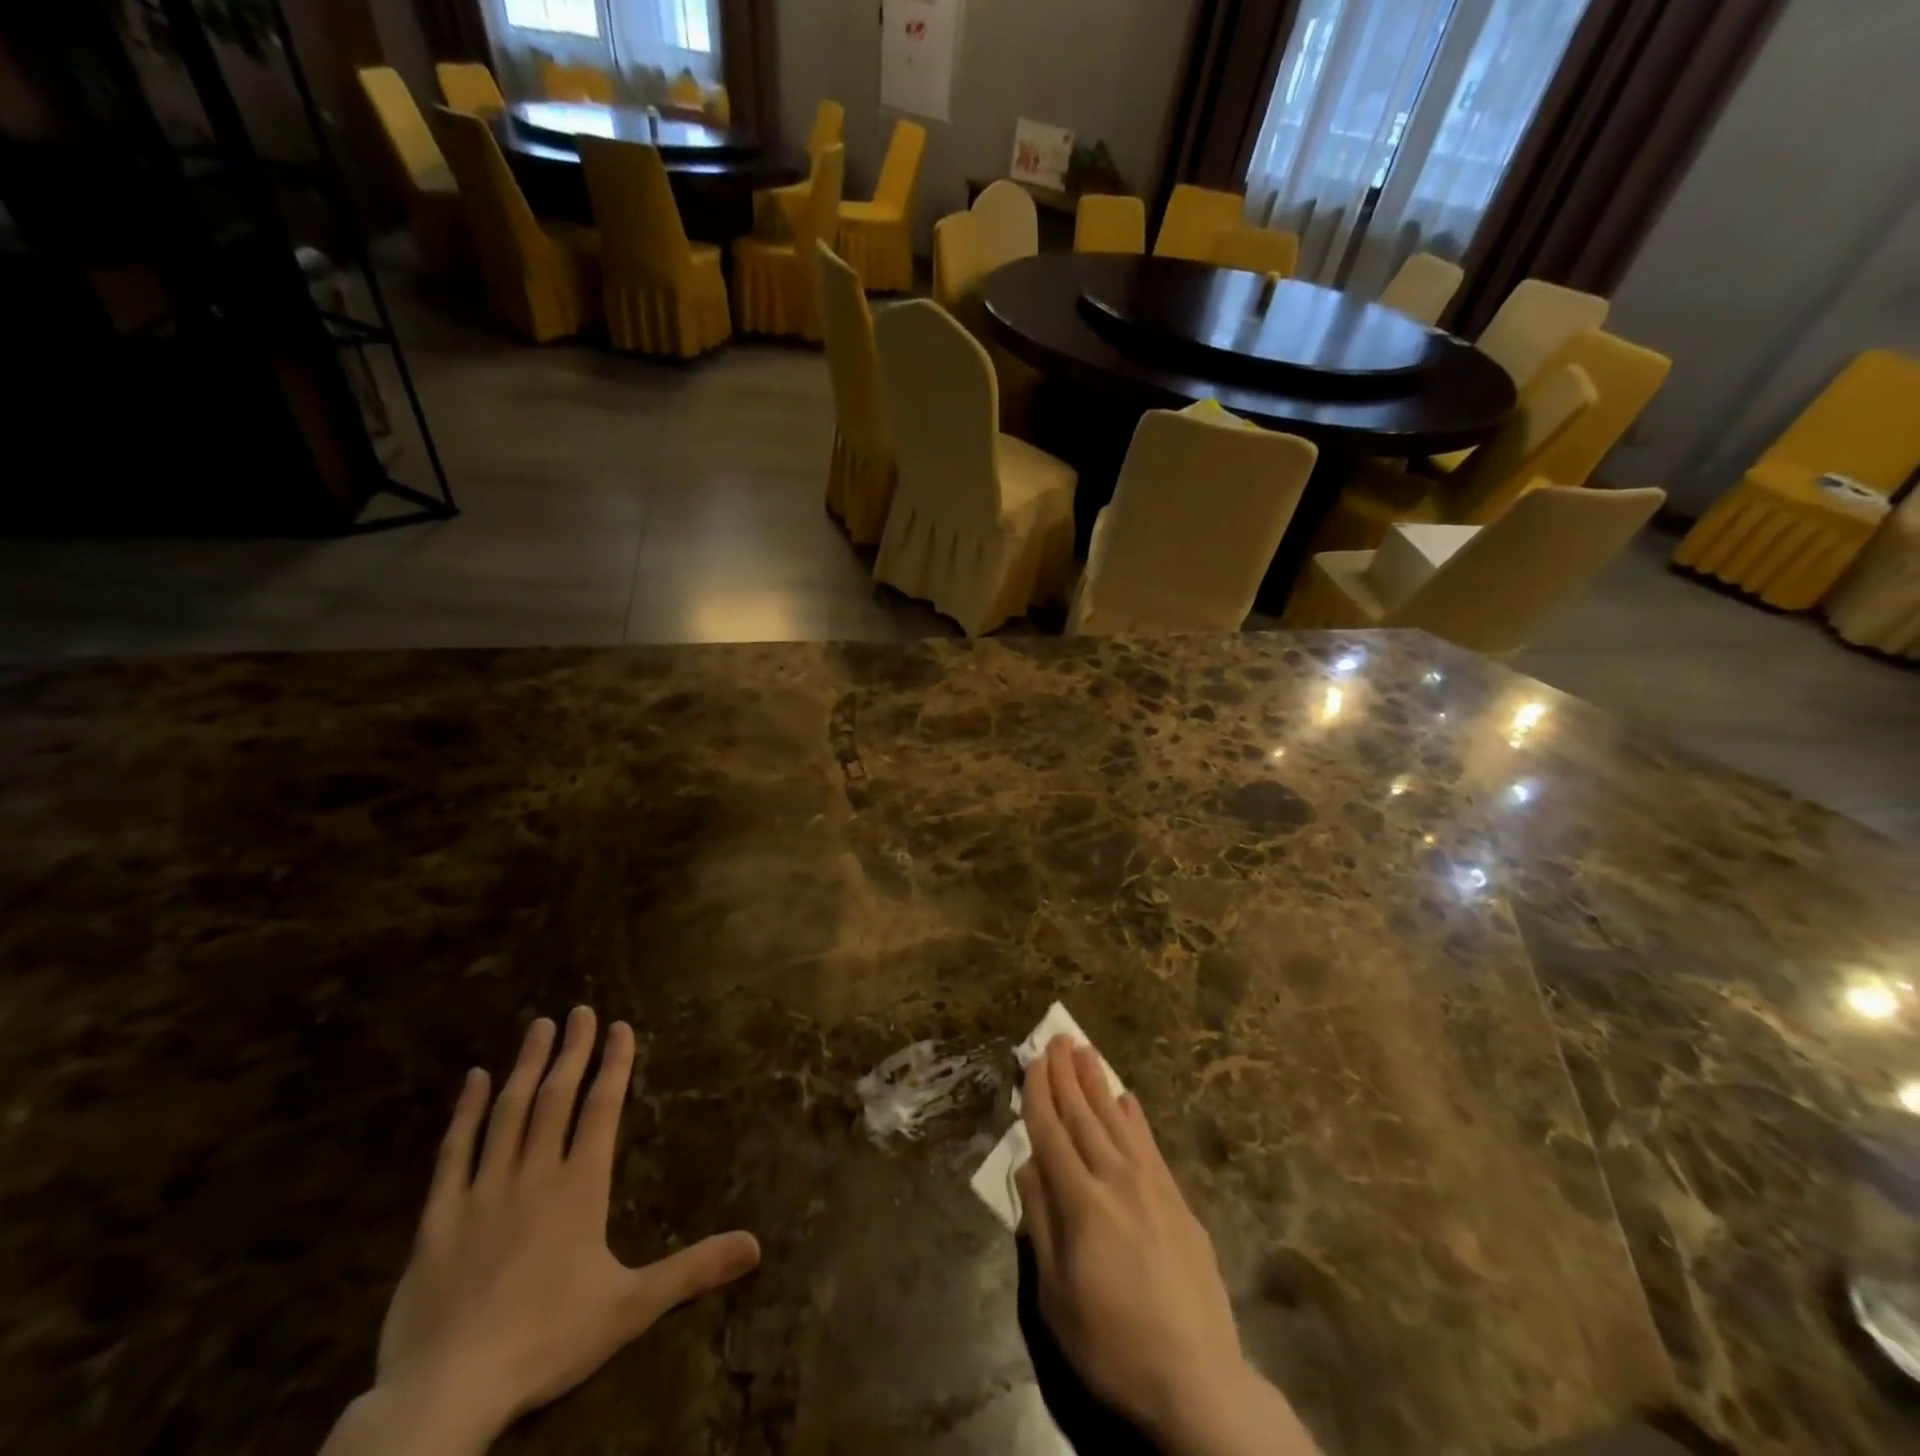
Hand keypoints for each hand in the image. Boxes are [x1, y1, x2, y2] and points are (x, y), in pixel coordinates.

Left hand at [323, 1008, 759, 1455]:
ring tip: (538, 1026)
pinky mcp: (437, 1219)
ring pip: (508, 1113)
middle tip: (579, 1010)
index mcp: (580, 1187)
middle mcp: (533, 1175)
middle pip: (556, 1097)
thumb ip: (693, 1270)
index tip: (620, 1027)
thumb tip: (756, 1245)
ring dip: (526, 1066)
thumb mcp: (631, 1308)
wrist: (445, 1392)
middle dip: (571, 1050)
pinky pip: (453, 1153)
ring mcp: (482, 1192)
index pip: (602, 1109)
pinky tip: (475, 1080)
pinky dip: (465, 1113)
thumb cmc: (547, 1342)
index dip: (613, 1064)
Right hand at [1015, 1038, 1317, 1455]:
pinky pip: (1149, 1143)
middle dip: (1065, 1074)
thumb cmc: (1113, 1344)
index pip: (1051, 1133)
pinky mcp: (1178, 1199)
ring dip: (1097, 1082)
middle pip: (1083, 1115)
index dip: (1038, 1095)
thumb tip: (1029, 1165)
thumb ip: (1041, 1223)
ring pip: (1116, 1119)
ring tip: (1084, 1050)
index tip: (1030, 1062)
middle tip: (1055, 1038)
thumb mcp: (1056, 1296)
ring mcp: (1151, 1185)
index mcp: (1080, 1202)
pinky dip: (1134, 1116)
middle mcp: (1115, 1179)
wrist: (1197, 1379)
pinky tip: (1126, 1097)